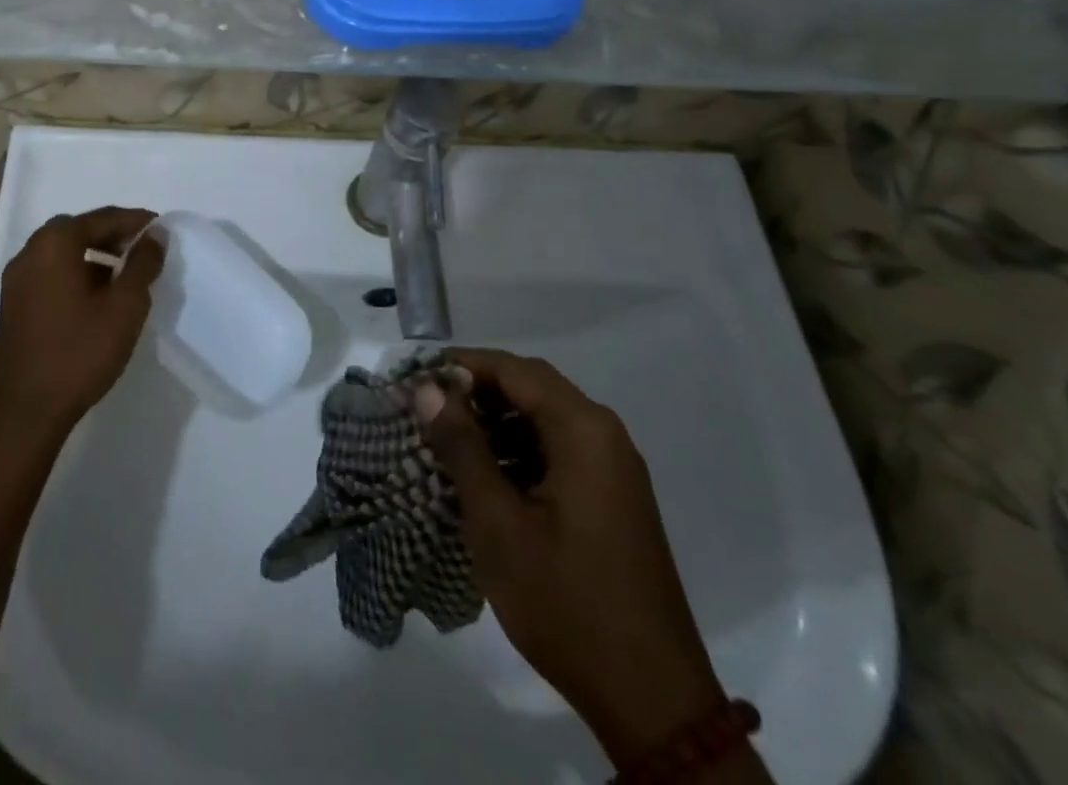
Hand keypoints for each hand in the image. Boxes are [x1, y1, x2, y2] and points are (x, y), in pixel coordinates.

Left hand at [0, 207, 164, 445]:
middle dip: (112, 234)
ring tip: (123, 273)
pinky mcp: (12, 306)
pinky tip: (95, 298)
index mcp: (54, 244)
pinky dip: (74, 273)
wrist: (24, 413)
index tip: (161, 228)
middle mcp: (29, 253)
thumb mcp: (125, 306)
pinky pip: (49, 274)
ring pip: (61, 253)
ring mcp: (15, 281)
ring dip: (93, 254)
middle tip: (142, 247)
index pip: (102, 218)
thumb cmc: (79, 352)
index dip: (135, 220)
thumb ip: (143, 263)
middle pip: (77, 229)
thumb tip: (155, 234)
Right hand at [414, 349, 725, 766]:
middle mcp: (605, 435)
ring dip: (497, 421)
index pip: (513, 369)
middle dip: (477, 390)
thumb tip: (427, 388)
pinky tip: (487, 476)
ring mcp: (614, 468)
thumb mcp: (498, 523)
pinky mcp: (613, 497)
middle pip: (532, 387)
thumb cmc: (566, 602)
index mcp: (583, 430)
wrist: (652, 701)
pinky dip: (520, 449)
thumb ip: (461, 446)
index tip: (416, 380)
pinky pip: (559, 449)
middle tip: (427, 409)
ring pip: (545, 418)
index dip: (461, 366)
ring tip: (448, 441)